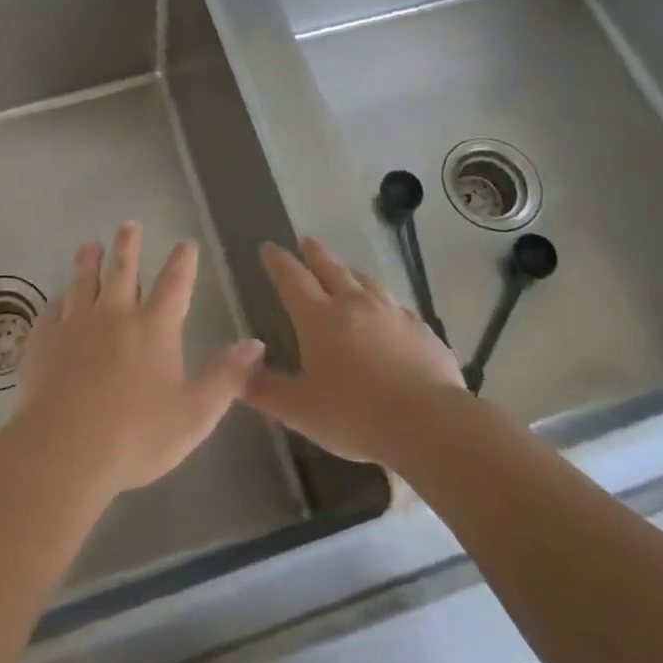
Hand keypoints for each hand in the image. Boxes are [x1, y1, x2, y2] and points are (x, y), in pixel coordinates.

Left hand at [17, 222, 264, 495]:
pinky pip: (52, 310)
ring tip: (90, 245)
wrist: (64, 451)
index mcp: (154, 326)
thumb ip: (226, 376)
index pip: (174, 283)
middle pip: (123, 268)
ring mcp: (75, 324)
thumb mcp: (195, 413)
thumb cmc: (136, 435)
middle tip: (129, 224)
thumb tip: (254, 343)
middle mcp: (115, 314)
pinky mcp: (44, 340)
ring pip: (83, 281)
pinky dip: (58, 300)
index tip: (185, 242)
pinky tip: (57, 299)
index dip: (182, 261)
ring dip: (89, 260)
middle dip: (129, 244)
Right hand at [244, 237, 465, 466]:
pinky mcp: (421, 330)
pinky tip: (389, 312)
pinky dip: (384, 303)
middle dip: (315, 254)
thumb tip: (234, 368)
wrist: (428, 422)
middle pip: (331, 268)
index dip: (278, 261)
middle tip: (306, 240)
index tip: (268, 246)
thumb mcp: (298, 409)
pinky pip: (397, 307)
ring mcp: (391, 313)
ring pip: (366, 282)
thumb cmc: (354, 414)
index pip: (292, 279)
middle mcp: (354, 304)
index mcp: (318, 317)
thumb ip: (263, 389)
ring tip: (346, 270)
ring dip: (351, 272)